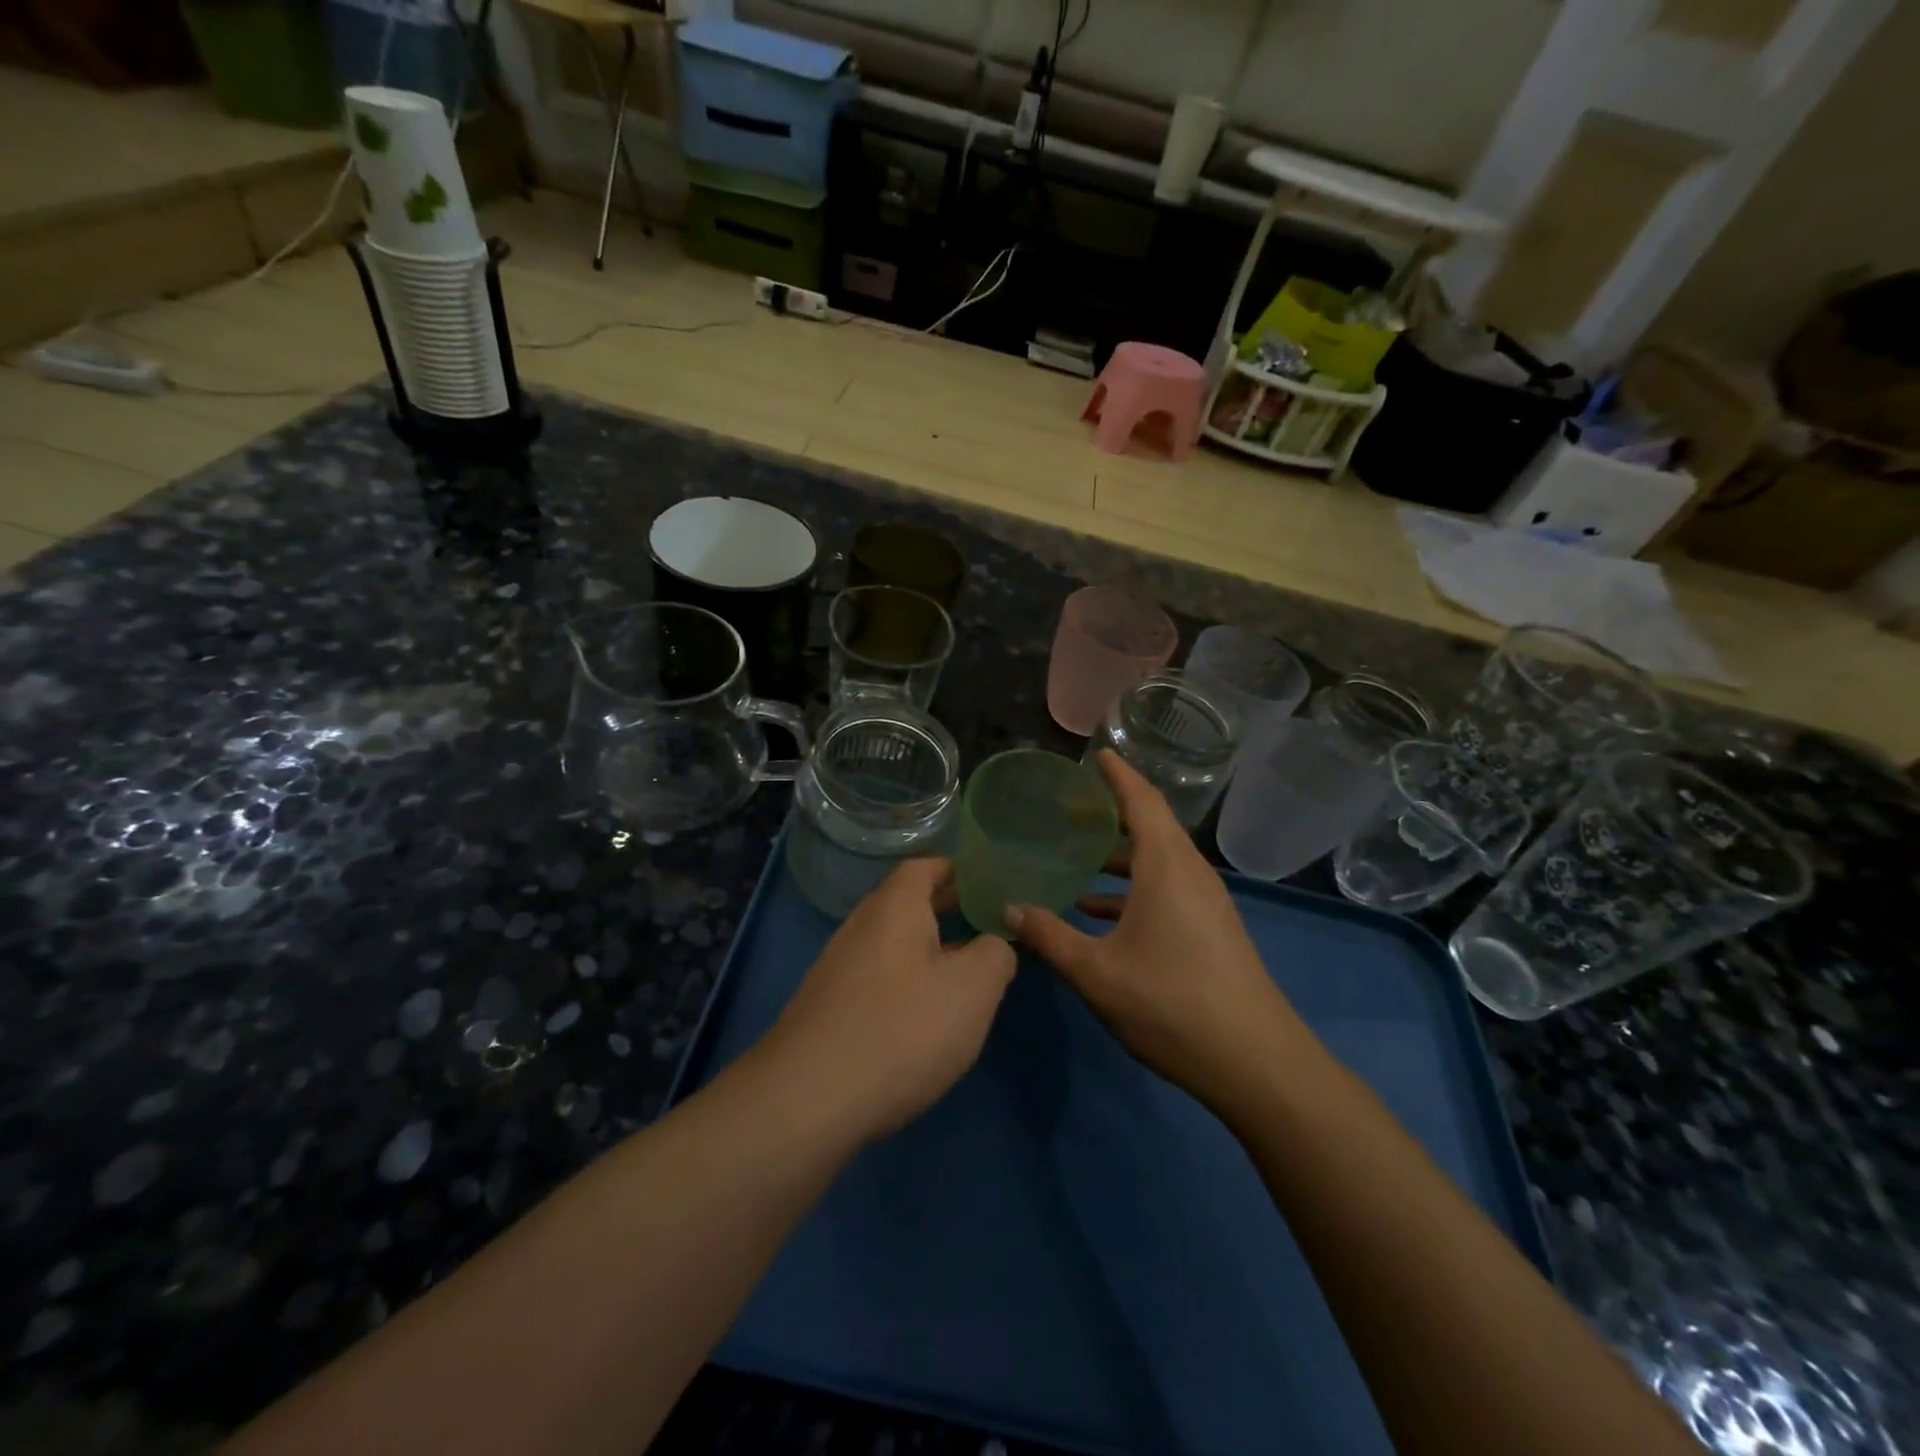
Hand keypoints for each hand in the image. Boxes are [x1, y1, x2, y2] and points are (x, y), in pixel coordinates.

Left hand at [761, 858, 1016, 1143]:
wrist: (807, 1101)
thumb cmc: (901, 1029)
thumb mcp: (972, 989)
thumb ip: (995, 955)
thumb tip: (994, 944)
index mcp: (895, 906)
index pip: (924, 867)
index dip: (957, 870)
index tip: (988, 883)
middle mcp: (861, 926)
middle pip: (907, 904)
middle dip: (947, 910)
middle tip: (987, 924)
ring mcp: (839, 967)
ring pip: (893, 944)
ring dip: (928, 950)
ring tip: (966, 972)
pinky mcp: (829, 1007)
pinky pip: (878, 978)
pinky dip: (906, 982)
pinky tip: (925, 1016)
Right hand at [1006, 751, 1308, 1114]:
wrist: (1257, 1064)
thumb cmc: (1172, 1005)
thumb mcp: (1096, 973)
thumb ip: (1049, 936)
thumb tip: (1009, 907)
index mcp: (1167, 868)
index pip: (1143, 801)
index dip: (1118, 774)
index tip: (1096, 754)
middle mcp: (1190, 874)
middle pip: (1151, 826)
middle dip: (1112, 813)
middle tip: (1069, 808)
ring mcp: (1206, 903)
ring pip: (1158, 861)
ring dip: (1120, 855)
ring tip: (1077, 857)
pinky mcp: (1211, 929)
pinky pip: (1167, 888)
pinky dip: (1133, 887)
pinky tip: (1098, 912)